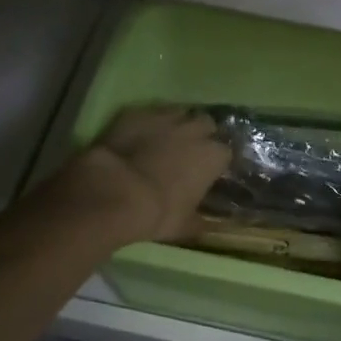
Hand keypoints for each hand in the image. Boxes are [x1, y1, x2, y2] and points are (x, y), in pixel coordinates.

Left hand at [62, 106, 231, 244]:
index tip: (209, 171)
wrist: (114, 191)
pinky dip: (147, 123)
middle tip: (189, 151)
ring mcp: (165, 117)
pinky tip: (138, 136)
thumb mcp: (183, 226)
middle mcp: (194, 130)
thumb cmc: (157, 212)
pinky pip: (149, 114)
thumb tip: (209, 227)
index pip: (226, 152)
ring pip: (179, 113)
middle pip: (206, 124)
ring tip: (164, 140)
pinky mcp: (137, 113)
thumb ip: (200, 223)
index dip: (217, 161)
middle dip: (201, 134)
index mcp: (212, 156)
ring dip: (176, 125)